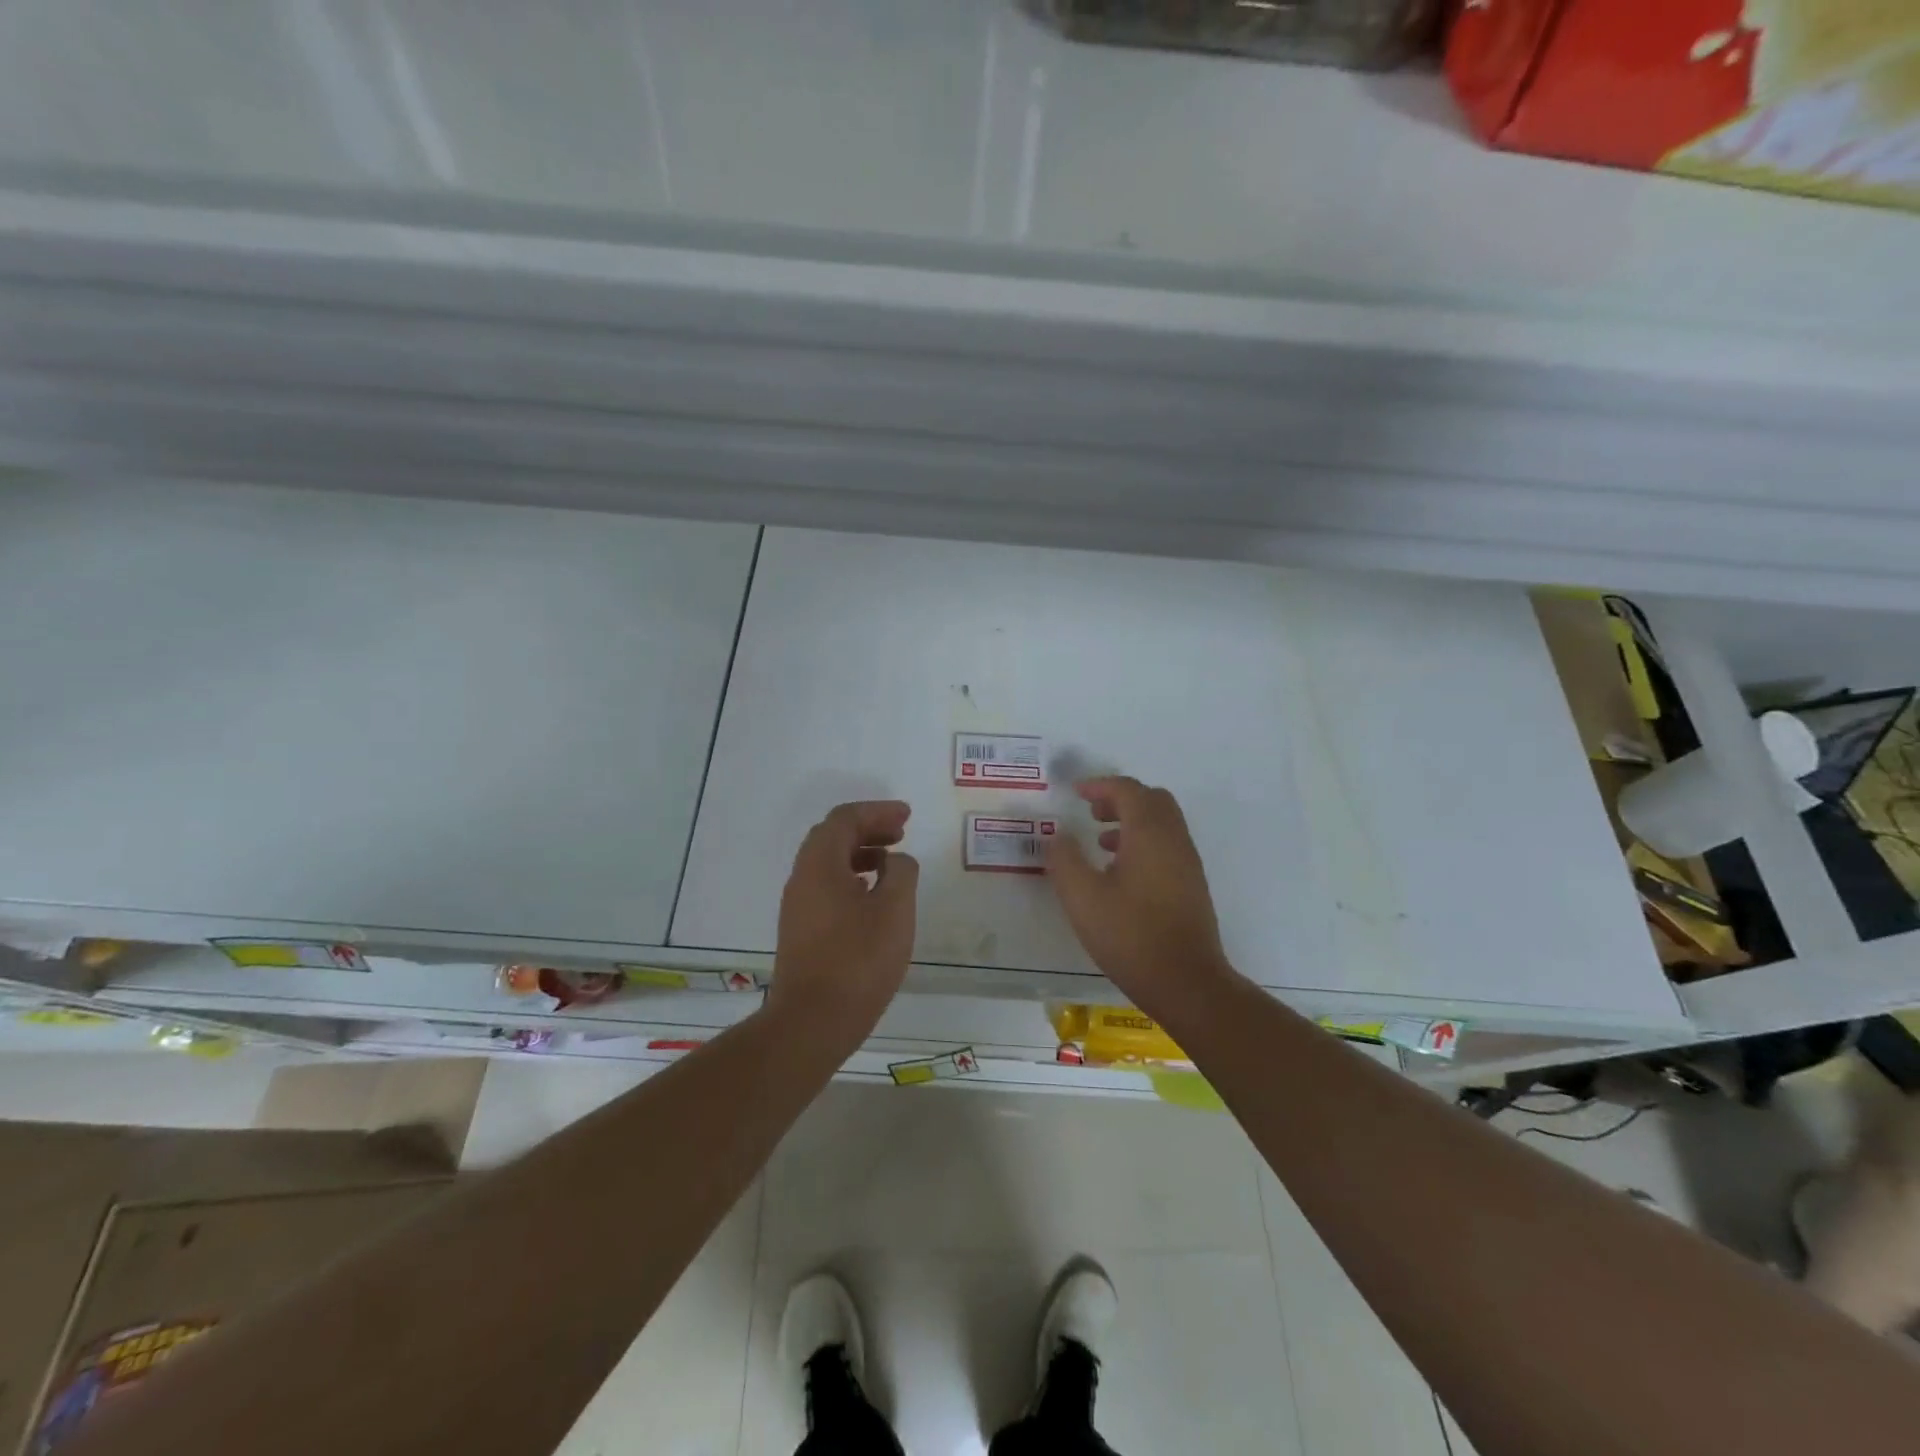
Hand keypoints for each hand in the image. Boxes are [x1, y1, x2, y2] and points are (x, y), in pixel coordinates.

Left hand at [768, 800, 919, 1036]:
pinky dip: (851, 877)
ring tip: (892, 863)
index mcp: (820, 864)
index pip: (845, 819)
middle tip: (900, 833)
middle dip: (868, 828)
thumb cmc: (858, 960)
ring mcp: (798, 905)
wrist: (812, 1021)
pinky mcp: (801, 930)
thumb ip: (901, 873)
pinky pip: (826, 886)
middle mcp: (802, 878)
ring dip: (860, 853)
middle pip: (832, 836)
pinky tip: (873, 896)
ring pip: (828, 863)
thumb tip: (896, 860)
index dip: (877, 811)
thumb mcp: (895, 910)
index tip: (907, 816)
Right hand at [1043, 776, 1234, 1016]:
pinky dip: (1144, 842)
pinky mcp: (1192, 886)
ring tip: (1101, 842)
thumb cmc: (1131, 935)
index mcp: (1149, 833)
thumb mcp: (1082, 898)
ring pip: (1162, 824)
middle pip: (1152, 800)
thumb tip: (1058, 835)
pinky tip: (1121, 873)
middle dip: (1120, 799)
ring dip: (1132, 821)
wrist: (1186, 982)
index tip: (1075, 793)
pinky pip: (1168, 845)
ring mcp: (1188, 863)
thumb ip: (1065, 860)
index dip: (1100, 785)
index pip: (1128, 790)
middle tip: (1091, 813)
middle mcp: (1174, 840)